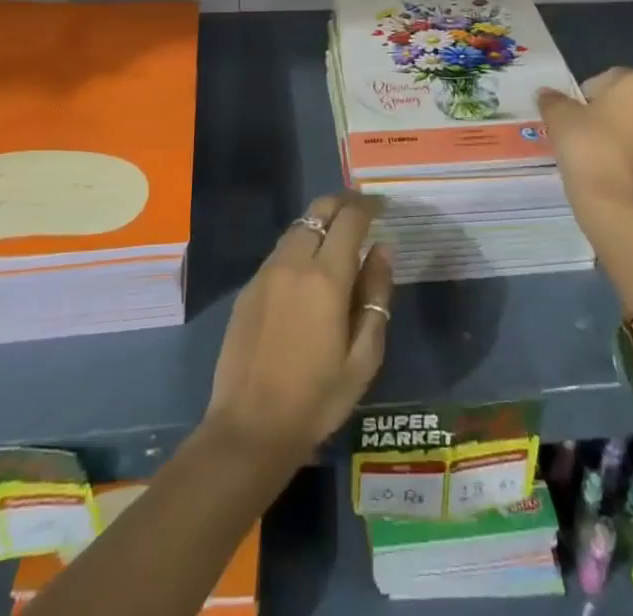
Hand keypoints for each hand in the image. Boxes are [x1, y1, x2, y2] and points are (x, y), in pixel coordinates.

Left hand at [205, 193, 393, 460]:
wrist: (250, 429)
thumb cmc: (316, 399)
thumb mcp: (363, 358)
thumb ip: (376, 296)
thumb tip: (383, 250)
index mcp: (326, 278)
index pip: (350, 219)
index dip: (368, 206)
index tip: (382, 206)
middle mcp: (293, 263)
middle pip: (318, 210)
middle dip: (343, 203)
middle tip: (362, 213)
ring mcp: (266, 273)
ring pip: (297, 228)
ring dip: (320, 224)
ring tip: (337, 240)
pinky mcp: (248, 288)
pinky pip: (280, 251)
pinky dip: (300, 246)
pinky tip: (308, 270)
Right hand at [539, 68, 632, 256]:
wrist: (617, 210)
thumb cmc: (588, 150)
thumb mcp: (559, 119)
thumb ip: (554, 101)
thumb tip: (547, 94)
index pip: (613, 78)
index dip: (591, 94)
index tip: (576, 114)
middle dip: (618, 119)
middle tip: (590, 138)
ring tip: (608, 165)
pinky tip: (626, 186)